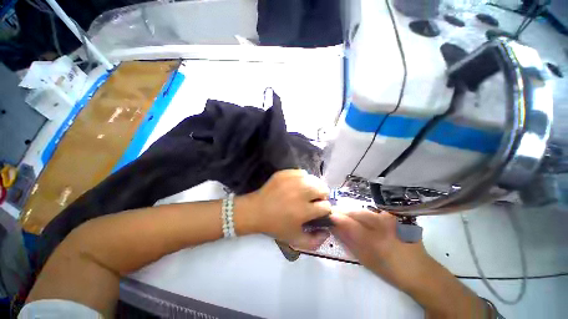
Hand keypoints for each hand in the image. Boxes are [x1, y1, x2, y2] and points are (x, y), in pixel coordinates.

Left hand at [236, 170, 330, 249]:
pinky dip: (303, 178)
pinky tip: (297, 185)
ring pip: (314, 179)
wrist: (255, 210)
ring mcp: (292, 181)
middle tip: (314, 200)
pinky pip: (302, 172)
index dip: (324, 209)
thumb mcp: (294, 239)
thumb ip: (314, 241)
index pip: (326, 206)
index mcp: (304, 210)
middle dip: (322, 196)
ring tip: (307, 192)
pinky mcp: (285, 173)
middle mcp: (301, 193)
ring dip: (314, 186)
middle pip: (323, 189)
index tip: (318, 211)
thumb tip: (326, 232)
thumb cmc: (275, 225)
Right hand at [330, 209, 430, 290]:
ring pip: (366, 211)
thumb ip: (349, 242)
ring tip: (346, 215)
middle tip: (336, 213)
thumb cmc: (391, 270)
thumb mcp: (367, 260)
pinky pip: (375, 212)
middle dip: (344, 212)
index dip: (337, 218)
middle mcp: (384, 227)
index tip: (328, 215)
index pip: (350, 224)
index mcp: (376, 241)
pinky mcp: (396, 218)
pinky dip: (365, 213)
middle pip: (358, 213)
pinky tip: (362, 218)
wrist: (420, 271)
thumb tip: (334, 228)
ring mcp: (392, 220)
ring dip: (354, 212)